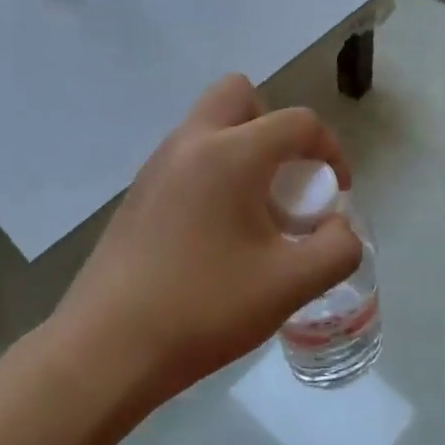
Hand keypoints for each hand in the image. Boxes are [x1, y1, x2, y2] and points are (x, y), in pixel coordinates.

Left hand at [53, 74, 363, 405]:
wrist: (106, 349)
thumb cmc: (204, 309)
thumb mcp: (290, 286)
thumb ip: (337, 249)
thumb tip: (338, 228)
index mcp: (231, 153)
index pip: (298, 122)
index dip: (331, 150)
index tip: (336, 193)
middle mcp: (191, 143)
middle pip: (240, 95)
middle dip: (275, 127)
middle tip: (285, 180)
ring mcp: (156, 166)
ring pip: (210, 125)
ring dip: (243, 149)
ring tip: (254, 214)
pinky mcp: (137, 193)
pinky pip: (187, 158)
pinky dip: (213, 172)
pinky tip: (216, 234)